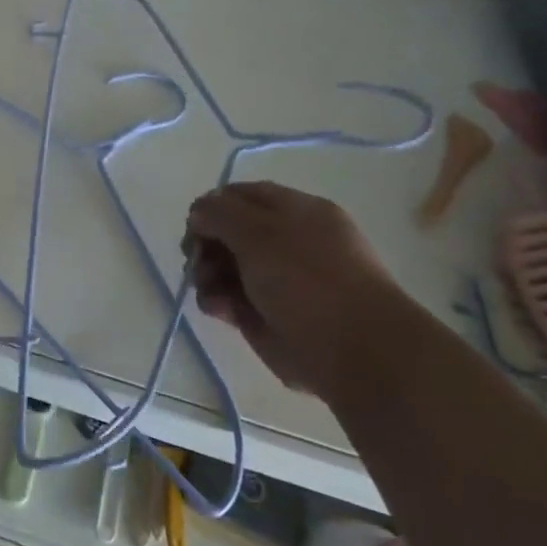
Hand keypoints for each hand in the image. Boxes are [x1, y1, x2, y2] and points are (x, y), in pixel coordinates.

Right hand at [185, 182, 410, 401]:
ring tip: (208, 289)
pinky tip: (220, 310)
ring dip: (206, 274)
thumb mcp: (258, 231)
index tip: (195, 225)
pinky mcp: (265, 314)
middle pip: (227, 231)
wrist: (351, 349)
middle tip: (195, 258)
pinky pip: (228, 298)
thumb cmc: (307, 279)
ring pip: (223, 266)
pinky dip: (217, 301)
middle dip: (205, 243)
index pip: (242, 196)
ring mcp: (276, 279)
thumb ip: (219, 213)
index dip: (213, 206)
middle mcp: (286, 242)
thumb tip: (198, 213)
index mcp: (296, 212)